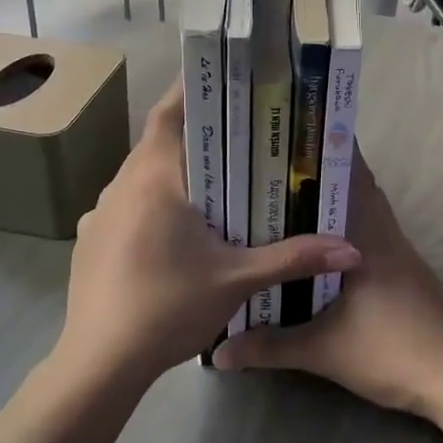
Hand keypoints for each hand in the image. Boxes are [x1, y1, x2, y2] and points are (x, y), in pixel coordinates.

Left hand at [57, 77, 360, 387]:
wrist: (99, 363)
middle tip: (237, 134)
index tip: (224, 79)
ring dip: (172, 172)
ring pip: (140, 175)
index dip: (192, 90)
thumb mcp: (237, 280)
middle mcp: (120, 184)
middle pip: (157, 142)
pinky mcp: (90, 240)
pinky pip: (125, 205)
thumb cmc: (168, 307)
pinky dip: (151, 203)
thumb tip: (352, 249)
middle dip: (194, 135)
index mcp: (154, 178)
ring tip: (212, 181)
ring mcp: (99, 213)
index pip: (169, 112)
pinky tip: (173, 229)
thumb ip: (293, 258)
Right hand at [214, 151, 442, 417]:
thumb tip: (218, 353)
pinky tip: (321, 248)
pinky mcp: (406, 273)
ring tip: (291, 200)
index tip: (293, 136)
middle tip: (278, 168)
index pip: (352, 175)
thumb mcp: (322, 350)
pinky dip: (348, 230)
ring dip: (337, 203)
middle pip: (358, 188)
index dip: (327, 149)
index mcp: (368, 237)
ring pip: (366, 213)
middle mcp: (385, 235)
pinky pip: (372, 235)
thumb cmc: (390, 350)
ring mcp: (400, 253)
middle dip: (323, 174)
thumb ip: (270, 346)